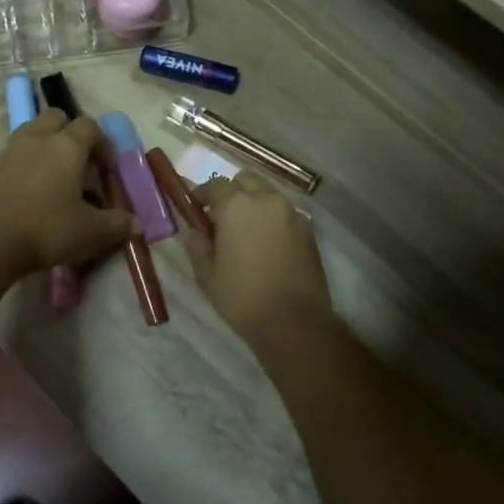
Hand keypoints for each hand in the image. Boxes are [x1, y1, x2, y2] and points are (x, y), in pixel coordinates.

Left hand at [0, 110, 135, 277]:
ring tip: (53, 176)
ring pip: (31, 131)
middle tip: (79, 164)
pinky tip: (28, 190)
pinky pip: (12, 154)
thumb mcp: (92, 232)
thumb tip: (135, 224)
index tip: (106, 171)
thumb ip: (117, 224)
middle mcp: (37, 138)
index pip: (90, 126)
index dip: (102, 144)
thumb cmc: (49, 230)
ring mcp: (10, 150)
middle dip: (70, 133)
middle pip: (56, 117)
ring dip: (44, 144)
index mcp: (67, 146)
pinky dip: (23, 163)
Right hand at [183, 173, 334, 350]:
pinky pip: (285, 214)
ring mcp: (292, 213)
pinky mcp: (309, 230)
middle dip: (232, 192)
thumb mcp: (206, 273)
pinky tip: (266, 246)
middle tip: (221, 218)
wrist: (294, 322)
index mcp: (237, 205)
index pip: (215, 184)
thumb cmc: (242, 296)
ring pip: (268, 195)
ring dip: (254, 204)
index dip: (202, 194)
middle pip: (246, 181)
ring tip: (245, 233)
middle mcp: (267, 200)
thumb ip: (198, 243)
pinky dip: (272, 220)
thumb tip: (197, 229)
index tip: (195, 209)